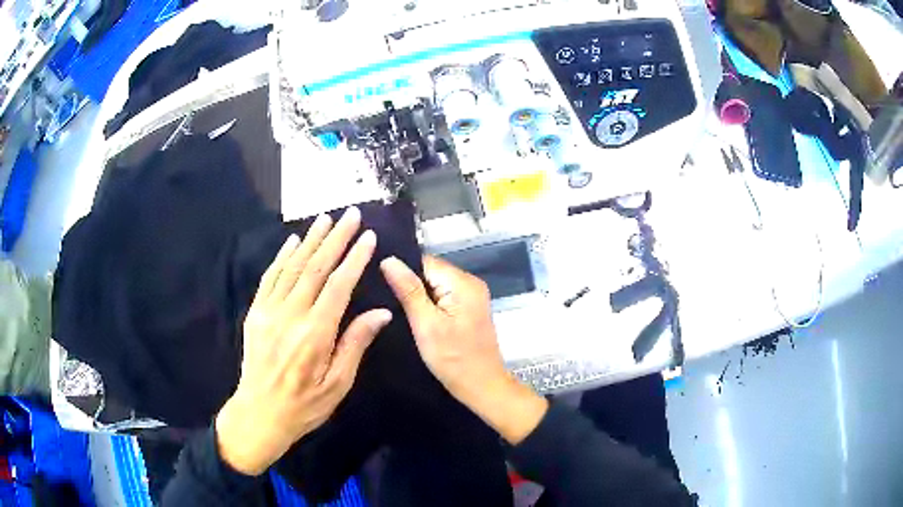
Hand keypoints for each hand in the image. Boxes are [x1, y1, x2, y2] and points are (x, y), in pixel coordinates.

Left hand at [216, 207, 392, 475]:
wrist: (260, 413)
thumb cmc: (305, 404)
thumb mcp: (338, 384)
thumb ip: (356, 344)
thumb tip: (381, 312)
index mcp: (315, 333)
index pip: (339, 285)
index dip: (355, 258)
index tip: (368, 237)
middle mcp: (291, 315)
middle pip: (316, 267)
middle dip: (336, 238)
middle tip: (351, 215)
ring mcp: (269, 311)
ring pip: (292, 267)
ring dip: (310, 240)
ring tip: (325, 219)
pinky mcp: (255, 313)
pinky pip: (269, 278)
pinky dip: (282, 257)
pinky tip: (292, 241)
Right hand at [380, 255, 546, 444]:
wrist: (482, 387)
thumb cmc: (453, 359)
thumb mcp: (425, 325)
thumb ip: (408, 290)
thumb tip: (388, 259)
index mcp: (463, 282)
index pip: (424, 262)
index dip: (401, 271)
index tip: (380, 284)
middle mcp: (471, 283)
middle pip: (431, 272)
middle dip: (410, 285)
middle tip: (386, 301)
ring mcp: (473, 296)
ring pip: (435, 285)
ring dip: (418, 296)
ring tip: (398, 310)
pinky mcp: (470, 309)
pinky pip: (444, 297)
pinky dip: (430, 305)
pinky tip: (417, 319)